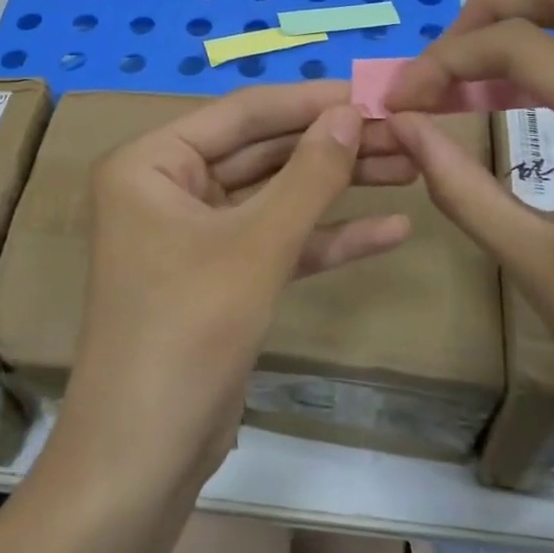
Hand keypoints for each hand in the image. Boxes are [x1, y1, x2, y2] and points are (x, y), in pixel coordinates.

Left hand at [68, 81, 414, 484]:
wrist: (143, 460)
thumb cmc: (186, 332)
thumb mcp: (256, 246)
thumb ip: (308, 175)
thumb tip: (352, 112)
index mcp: (152, 163)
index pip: (243, 114)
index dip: (311, 101)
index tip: (375, 92)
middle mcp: (169, 188)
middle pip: (264, 152)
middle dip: (332, 145)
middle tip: (403, 132)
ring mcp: (196, 234)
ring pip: (276, 196)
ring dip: (338, 186)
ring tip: (410, 168)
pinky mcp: (221, 277)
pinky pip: (278, 242)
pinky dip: (327, 238)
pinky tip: (391, 230)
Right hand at [383, 0, 553, 481]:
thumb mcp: (530, 263)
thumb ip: (458, 183)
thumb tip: (401, 125)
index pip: (520, 45)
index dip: (447, 59)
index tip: (403, 98)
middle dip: (498, 6)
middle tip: (449, 56)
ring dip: (539, 18)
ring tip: (483, 69)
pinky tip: (531, 93)